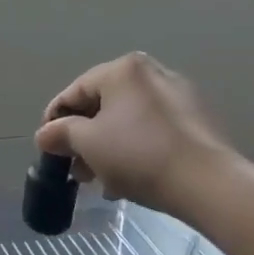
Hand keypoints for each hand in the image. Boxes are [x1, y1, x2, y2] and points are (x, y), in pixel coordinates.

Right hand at [34, 52, 233, 210]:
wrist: (209, 184)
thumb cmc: (139, 155)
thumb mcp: (88, 144)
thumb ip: (60, 133)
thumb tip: (45, 134)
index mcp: (123, 70)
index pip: (75, 91)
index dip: (54, 120)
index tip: (46, 147)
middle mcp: (152, 73)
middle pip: (103, 105)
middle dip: (84, 138)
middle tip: (74, 168)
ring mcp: (179, 96)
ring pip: (128, 121)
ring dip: (108, 148)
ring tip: (100, 181)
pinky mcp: (197, 121)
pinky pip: (152, 131)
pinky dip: (135, 149)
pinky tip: (129, 179)